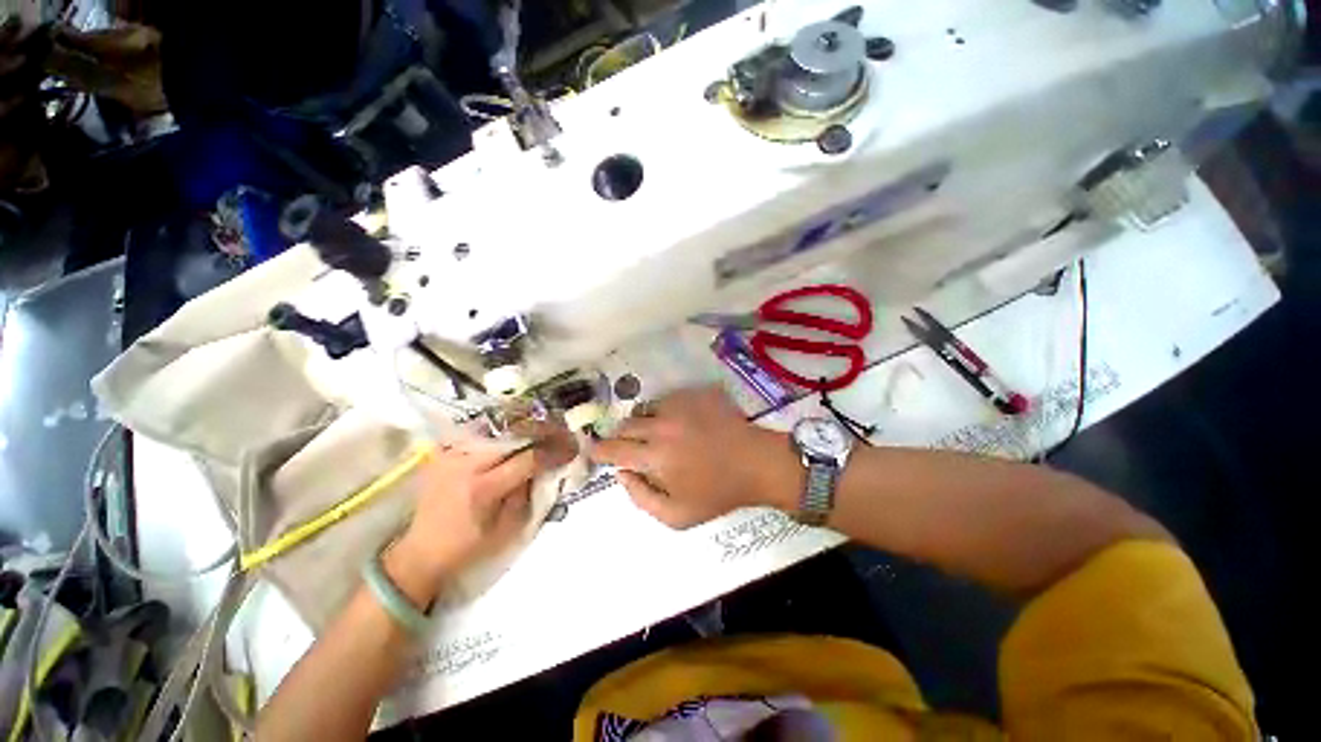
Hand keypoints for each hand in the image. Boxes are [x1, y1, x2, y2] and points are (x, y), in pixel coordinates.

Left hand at [393, 421, 576, 588]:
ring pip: (494, 426)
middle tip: (562, 429)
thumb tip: (544, 467)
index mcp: (484, 488)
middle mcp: (466, 464)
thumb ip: (527, 494)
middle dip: (542, 430)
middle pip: (513, 435)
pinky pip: (474, 431)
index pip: (528, 459)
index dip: (554, 452)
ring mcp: (451, 455)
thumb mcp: (507, 529)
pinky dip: (496, 426)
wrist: (422, 551)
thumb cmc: (468, 547)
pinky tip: (512, 425)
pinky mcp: (443, 453)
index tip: (572, 449)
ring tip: (542, 423)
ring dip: (522, 423)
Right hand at [590, 386, 794, 528]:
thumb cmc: (717, 493)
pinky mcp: (693, 394)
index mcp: (656, 457)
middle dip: (621, 437)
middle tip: (630, 447)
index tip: (592, 450)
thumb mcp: (677, 516)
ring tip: (655, 435)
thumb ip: (640, 497)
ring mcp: (679, 406)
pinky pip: (665, 400)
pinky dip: (663, 412)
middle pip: (625, 425)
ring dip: (643, 423)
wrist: (755, 463)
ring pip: (645, 410)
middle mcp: (662, 426)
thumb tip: (621, 473)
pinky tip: (676, 423)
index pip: (614, 449)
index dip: (599, 450)